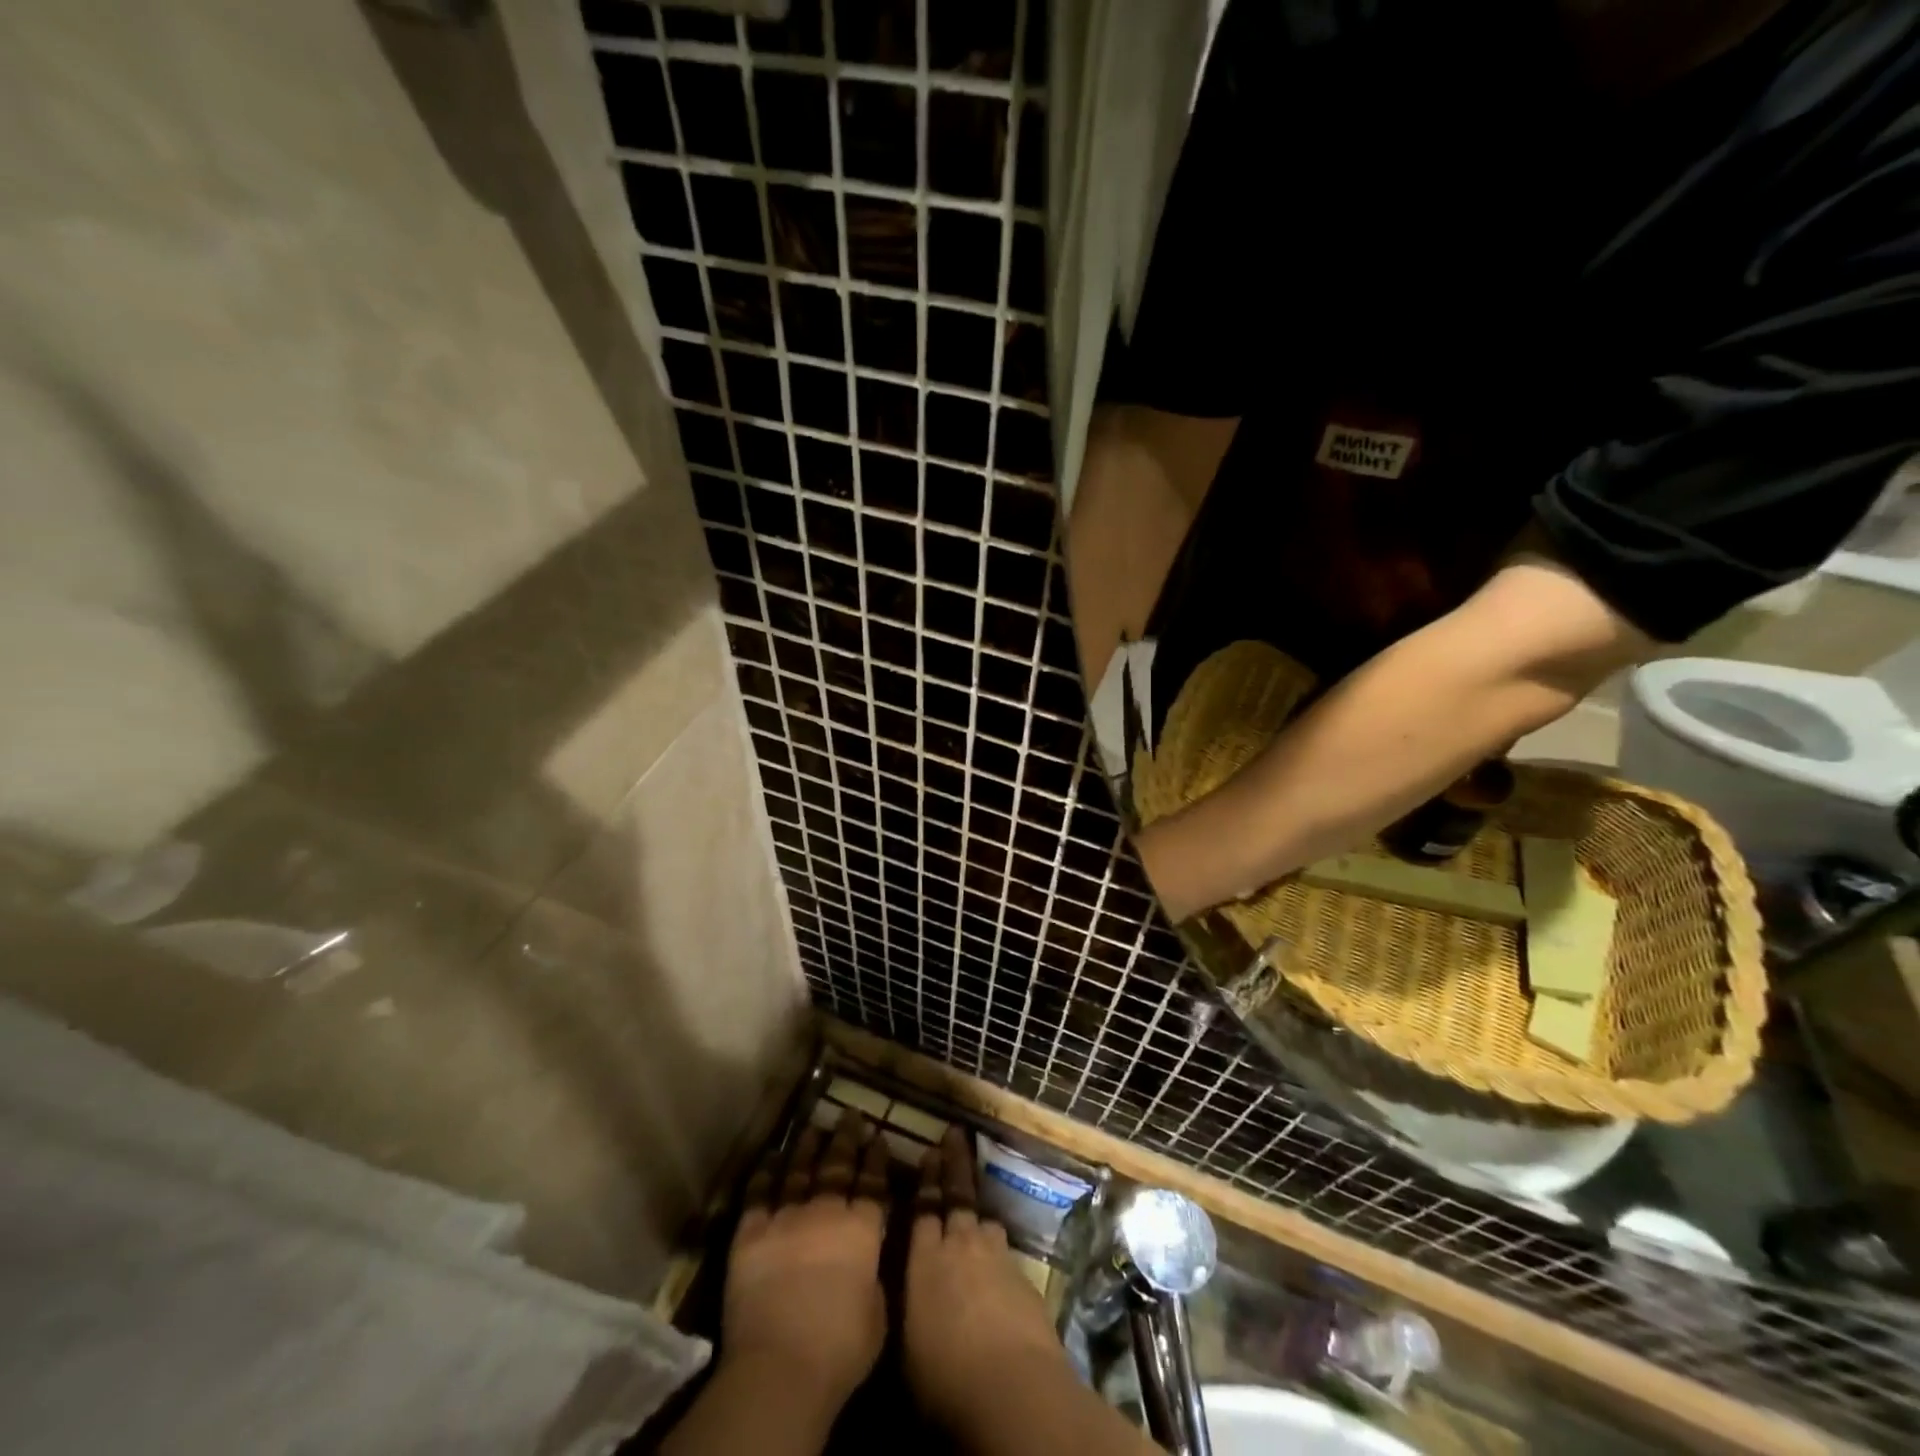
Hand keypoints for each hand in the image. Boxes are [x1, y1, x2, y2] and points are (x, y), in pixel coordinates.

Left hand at [720, 1109, 890, 1414]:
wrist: (781, 1365)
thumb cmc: (840, 1350)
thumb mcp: (878, 1315)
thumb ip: (873, 1279)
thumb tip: (867, 1263)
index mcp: (862, 1230)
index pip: (872, 1183)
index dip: (875, 1158)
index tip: (877, 1136)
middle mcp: (826, 1212)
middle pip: (837, 1165)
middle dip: (845, 1138)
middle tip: (849, 1114)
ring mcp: (786, 1218)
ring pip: (799, 1170)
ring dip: (807, 1147)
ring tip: (814, 1127)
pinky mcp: (751, 1233)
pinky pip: (759, 1194)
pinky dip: (765, 1174)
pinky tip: (771, 1158)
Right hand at [903, 1128, 1071, 1427]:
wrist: (1013, 1386)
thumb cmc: (945, 1377)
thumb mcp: (907, 1347)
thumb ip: (905, 1308)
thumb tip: (901, 1296)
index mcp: (925, 1259)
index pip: (923, 1208)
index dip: (926, 1180)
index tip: (928, 1153)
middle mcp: (961, 1245)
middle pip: (957, 1195)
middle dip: (954, 1164)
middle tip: (954, 1134)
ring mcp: (996, 1257)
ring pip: (984, 1220)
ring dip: (977, 1209)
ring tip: (974, 1202)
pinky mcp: (1023, 1278)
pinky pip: (1004, 1251)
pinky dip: (996, 1248)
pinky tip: (995, 1260)